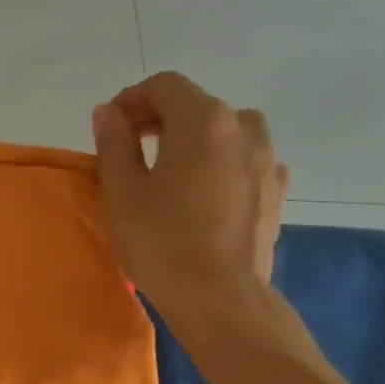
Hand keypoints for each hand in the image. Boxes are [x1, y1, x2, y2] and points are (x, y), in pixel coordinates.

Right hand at [91, 72, 288, 301]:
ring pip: (228, 130)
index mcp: (203, 120)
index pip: (164, 86)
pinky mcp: (276, 192)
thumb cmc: (161, 241)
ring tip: (172, 169)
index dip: (132, 99)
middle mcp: (242, 128)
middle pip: (197, 105)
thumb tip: (108, 112)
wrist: (219, 297)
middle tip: (131, 147)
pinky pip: (246, 161)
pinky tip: (206, 192)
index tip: (110, 126)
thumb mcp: (122, 192)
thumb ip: (114, 143)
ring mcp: (267, 160)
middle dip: (161, 118)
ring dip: (197, 138)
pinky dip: (223, 163)